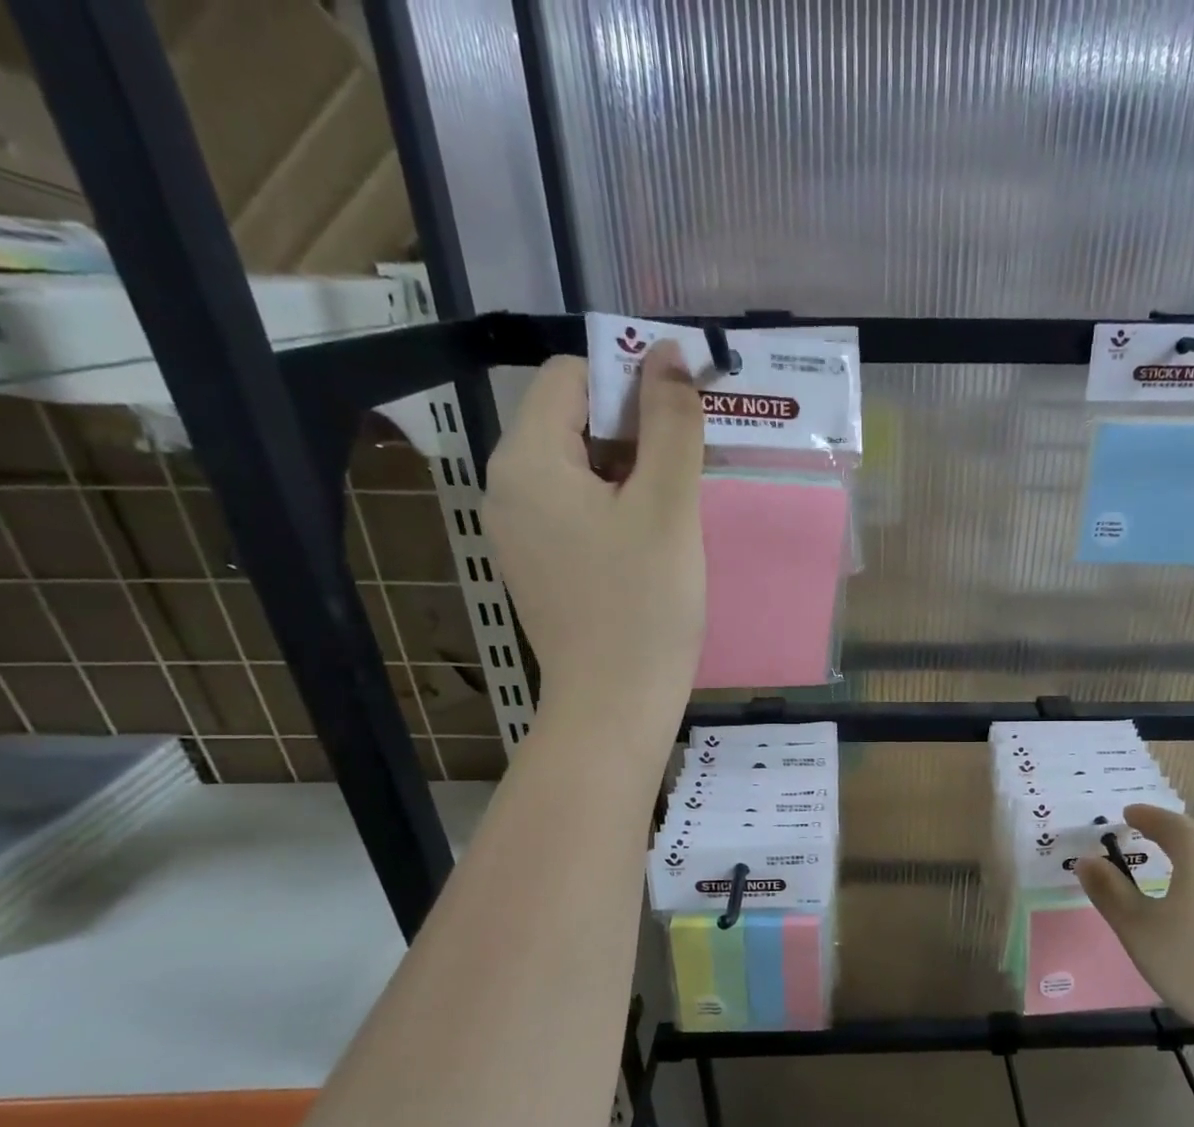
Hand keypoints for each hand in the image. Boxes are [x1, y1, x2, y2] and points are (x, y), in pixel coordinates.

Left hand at [484, 344, 705, 736]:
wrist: (615, 705)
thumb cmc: (644, 604)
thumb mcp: (667, 505)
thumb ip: (670, 423)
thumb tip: (667, 354)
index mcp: (526, 460)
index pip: (570, 377)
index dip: (629, 383)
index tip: (680, 423)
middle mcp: (506, 488)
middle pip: (571, 422)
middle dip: (634, 433)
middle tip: (686, 476)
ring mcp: (517, 532)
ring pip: (578, 470)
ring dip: (631, 474)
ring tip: (674, 516)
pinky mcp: (537, 567)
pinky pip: (575, 513)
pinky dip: (615, 511)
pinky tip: (650, 547)